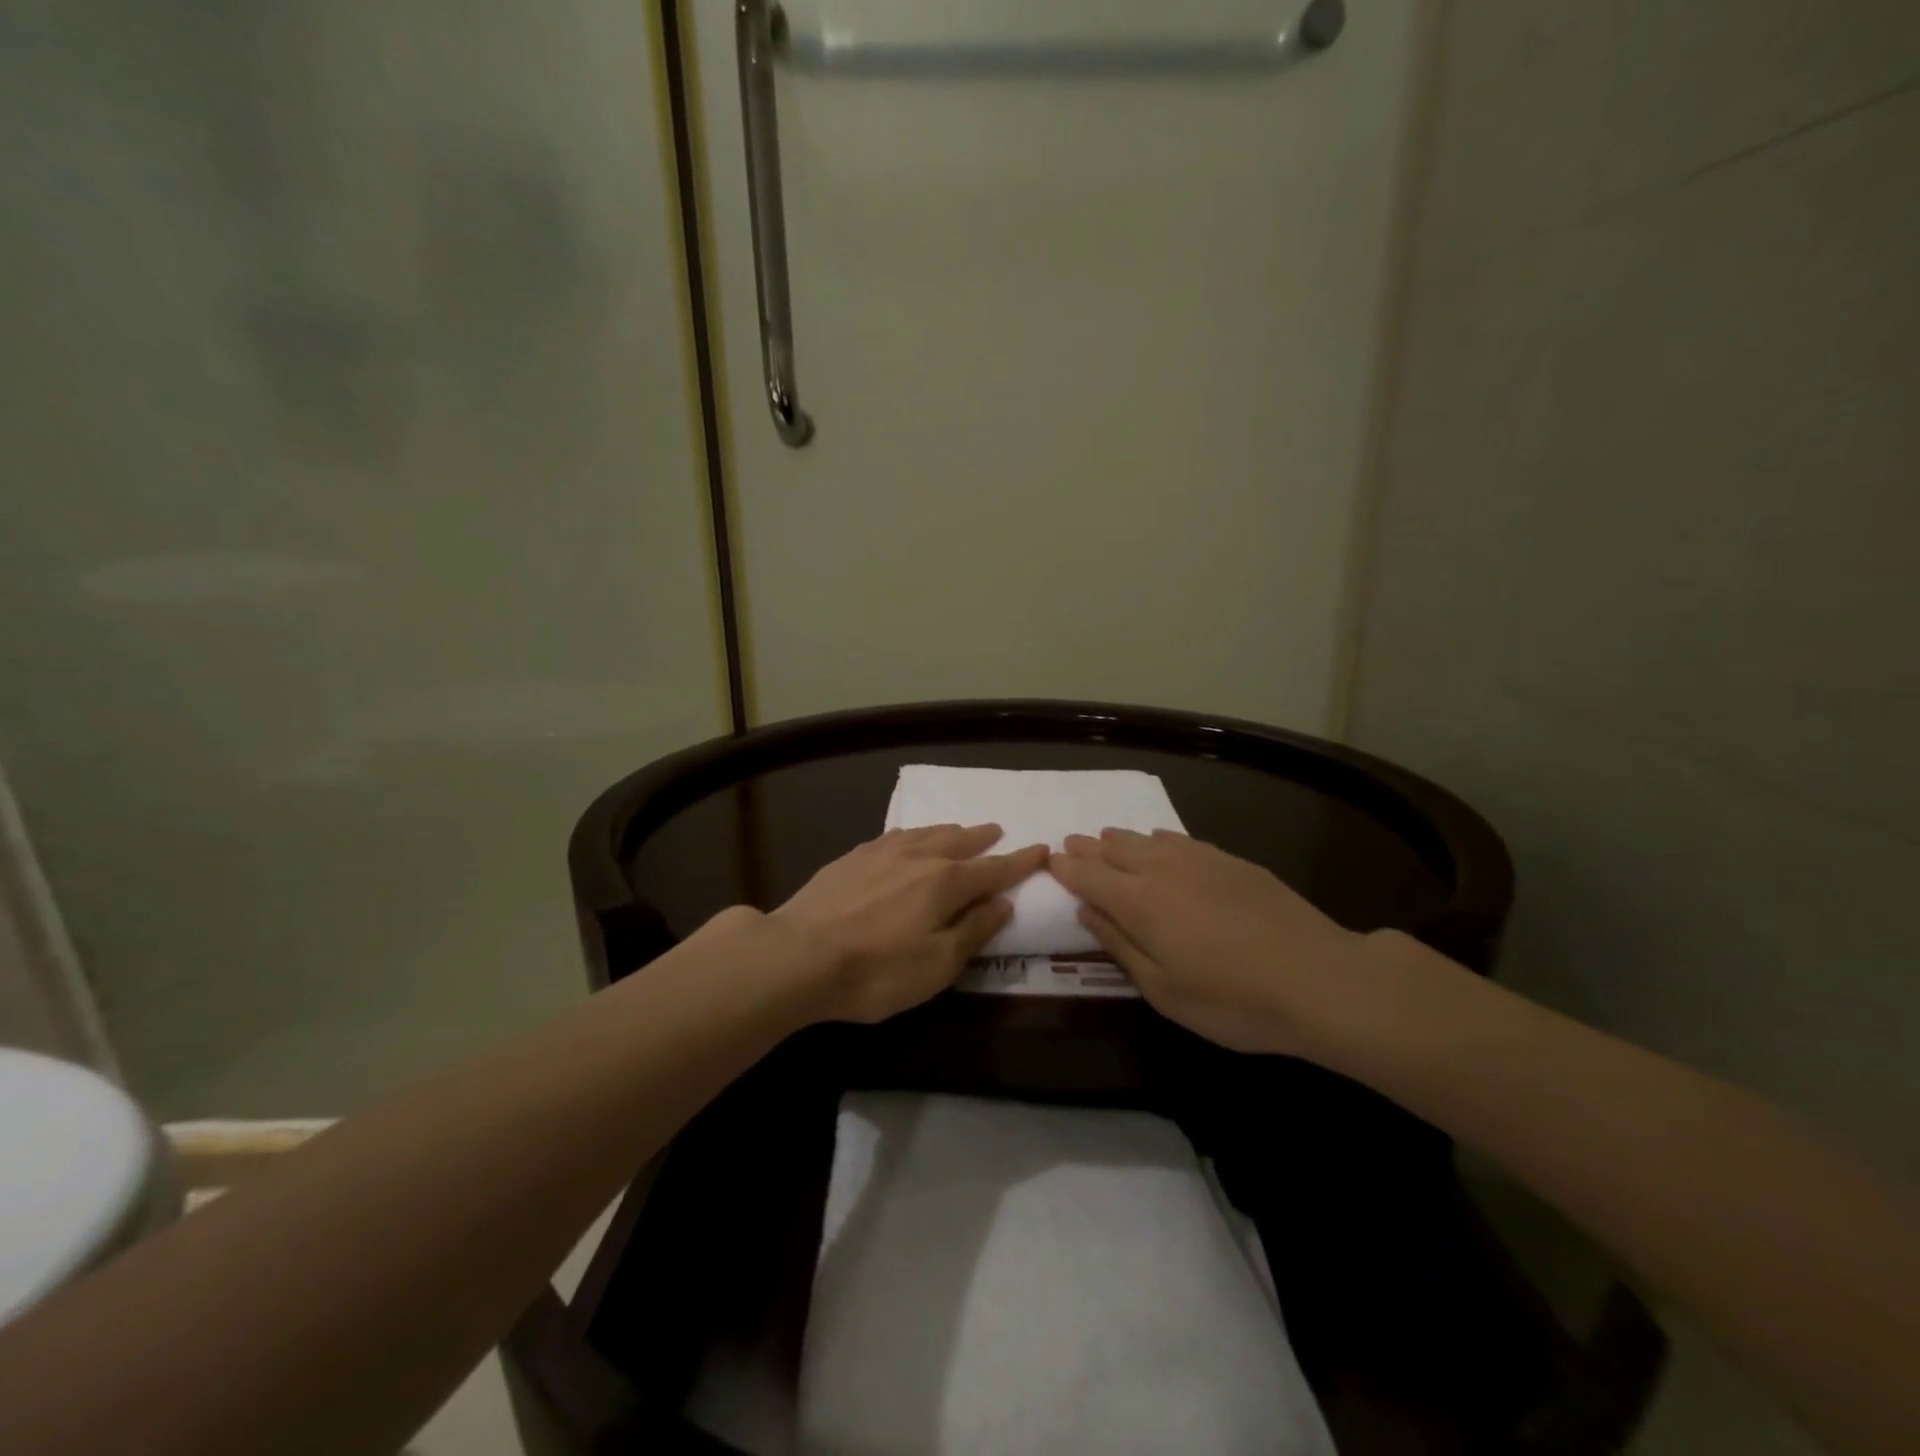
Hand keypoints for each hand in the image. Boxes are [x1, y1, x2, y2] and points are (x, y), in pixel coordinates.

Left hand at [772, 824, 1048, 1023]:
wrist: (799, 955)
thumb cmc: (877, 971)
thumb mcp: (937, 965)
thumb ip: (973, 931)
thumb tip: (1003, 903)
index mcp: (946, 883)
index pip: (994, 869)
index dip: (1021, 862)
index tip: (1042, 849)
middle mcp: (919, 857)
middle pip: (960, 842)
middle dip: (983, 838)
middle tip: (998, 830)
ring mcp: (882, 853)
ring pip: (926, 833)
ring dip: (950, 831)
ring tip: (960, 829)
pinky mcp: (852, 857)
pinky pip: (895, 836)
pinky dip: (913, 834)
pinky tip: (907, 838)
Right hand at [1049, 829, 1402, 1057]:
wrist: (1319, 979)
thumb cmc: (1232, 1000)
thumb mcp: (1163, 990)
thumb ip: (1120, 946)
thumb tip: (1086, 913)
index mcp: (1138, 902)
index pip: (1088, 877)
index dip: (1066, 868)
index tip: (1050, 861)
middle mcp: (1161, 870)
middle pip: (1114, 851)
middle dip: (1088, 848)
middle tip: (1070, 843)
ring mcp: (1199, 860)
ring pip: (1146, 839)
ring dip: (1119, 838)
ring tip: (1104, 837)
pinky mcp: (1231, 861)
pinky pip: (1181, 839)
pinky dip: (1158, 838)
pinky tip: (1158, 839)